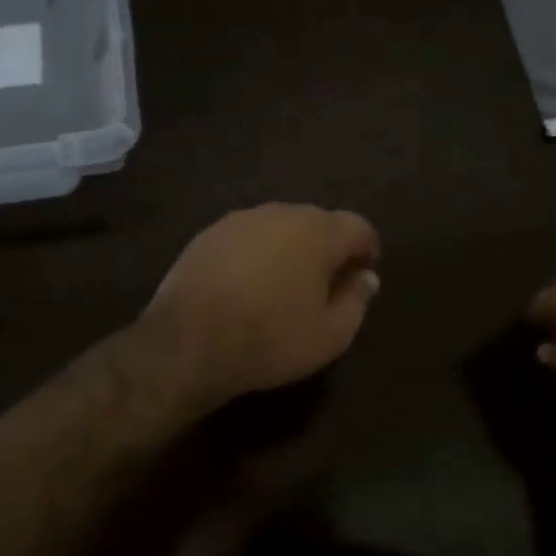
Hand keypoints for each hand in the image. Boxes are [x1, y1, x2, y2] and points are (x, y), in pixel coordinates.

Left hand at [140, 203, 381, 410]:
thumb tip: (366, 278)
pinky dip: (256, 254)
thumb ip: (357, 300)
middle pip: (319, 222)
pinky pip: (247, 238)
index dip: (367, 250)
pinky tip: (247, 285)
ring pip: (280, 227)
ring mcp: (241, 220)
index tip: (362, 276)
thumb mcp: (331, 335)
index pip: (359, 227)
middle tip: (324, 284)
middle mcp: (282, 213)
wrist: (188, 342)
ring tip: (283, 286)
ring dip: (290, 249)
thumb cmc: (271, 338)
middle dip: (328, 248)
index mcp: (319, 232)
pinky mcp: (209, 233)